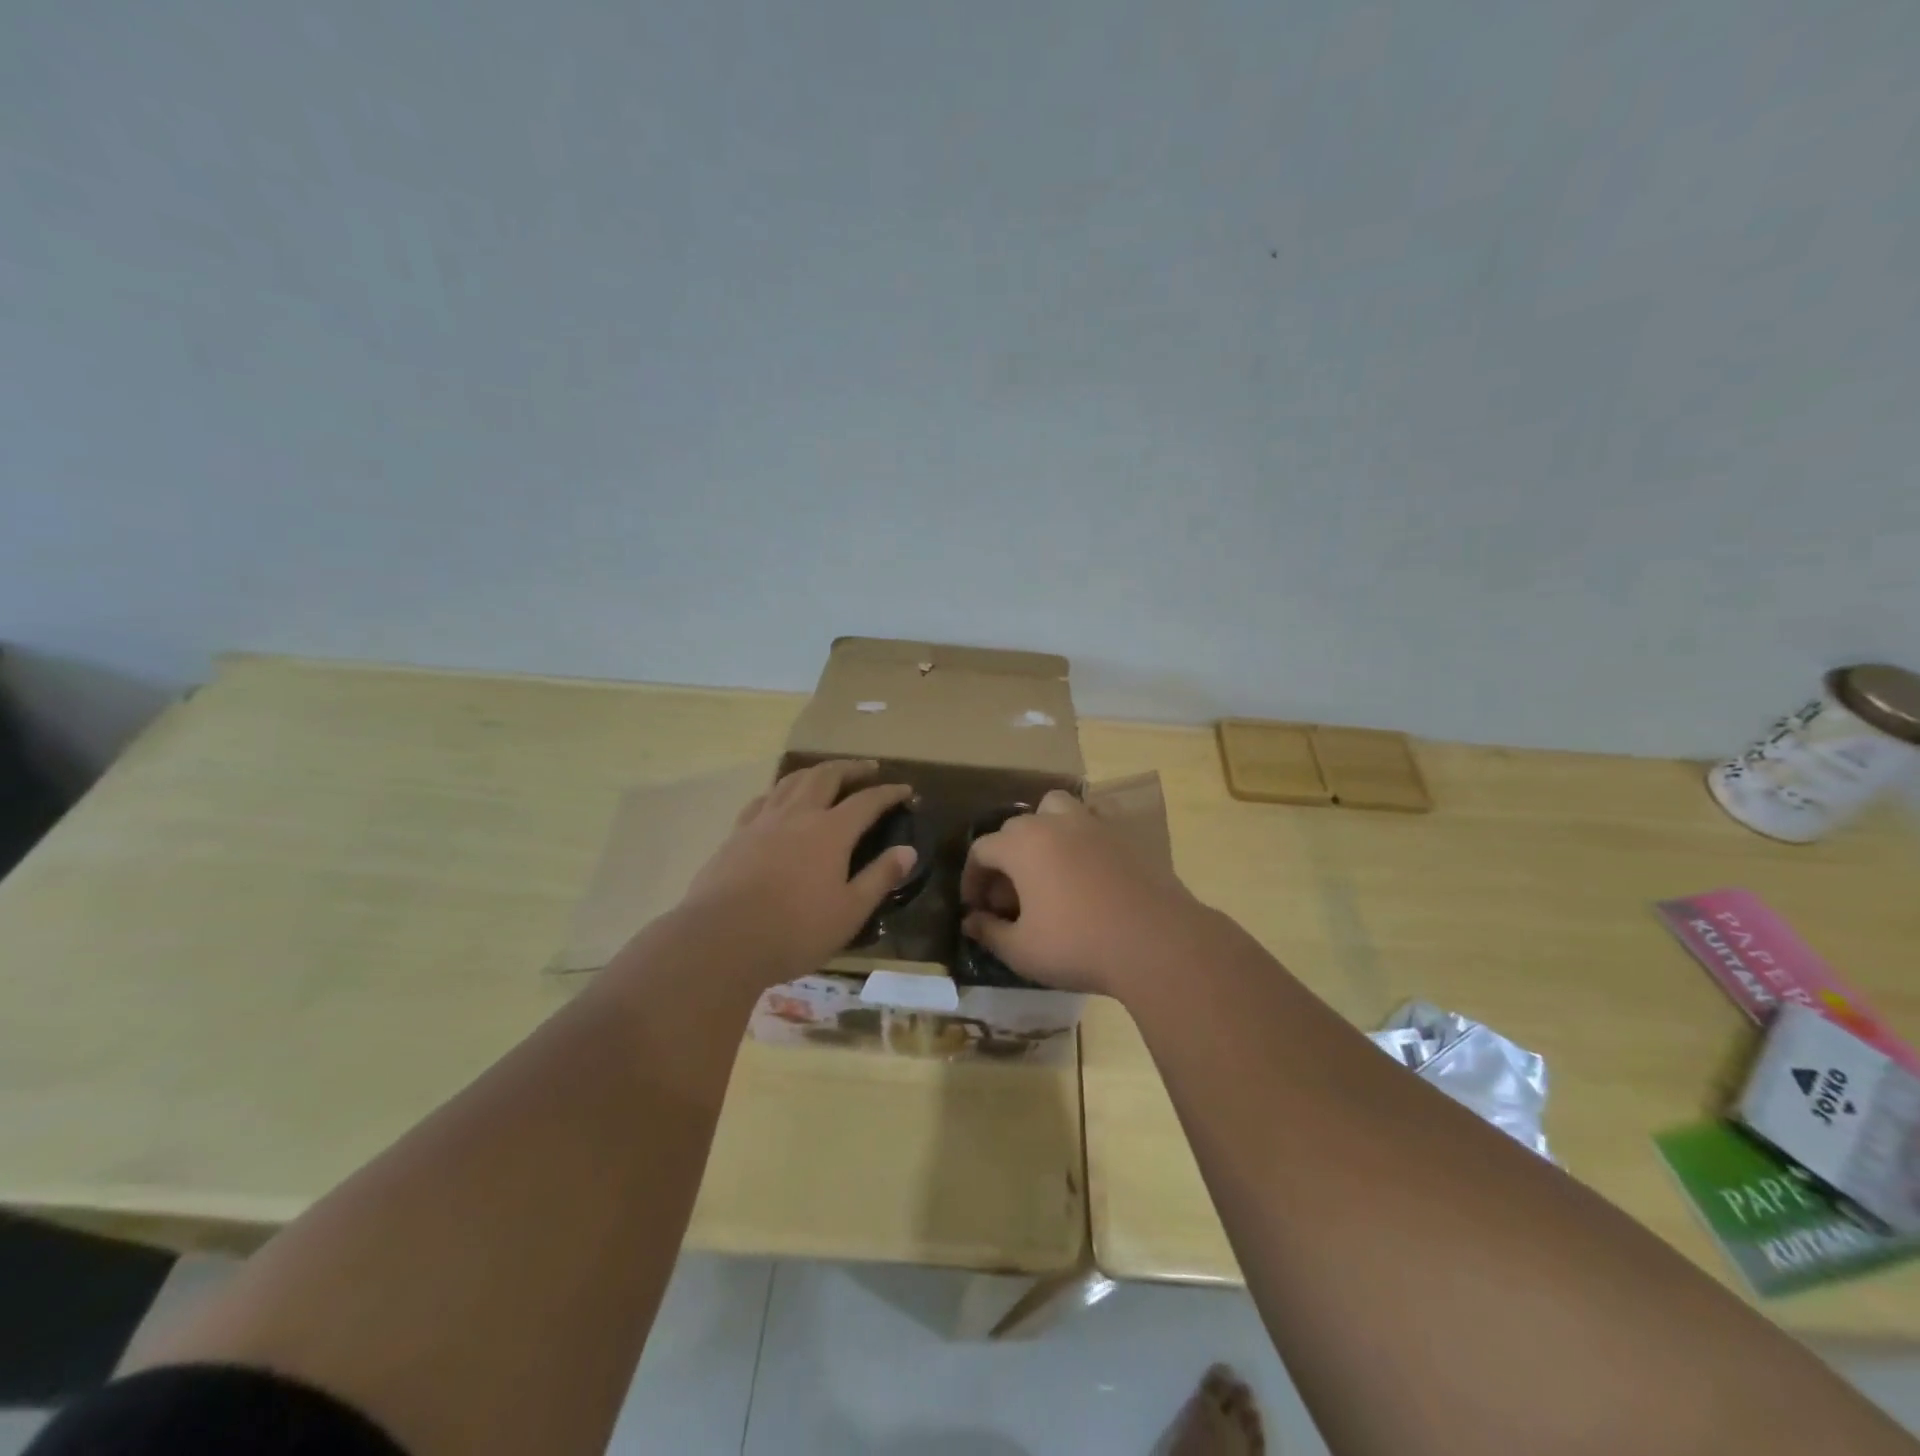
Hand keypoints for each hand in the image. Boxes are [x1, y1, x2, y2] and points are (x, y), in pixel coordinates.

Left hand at [678, 760, 917, 982]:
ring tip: (827, 773)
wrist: (721, 940)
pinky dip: (780, 791)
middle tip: (868, 768)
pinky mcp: (736, 834)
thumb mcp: (850, 912)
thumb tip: (908, 851)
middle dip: (851, 768)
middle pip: (827, 776)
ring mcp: (763, 821)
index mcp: (831, 831)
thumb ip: (880, 877)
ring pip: (792, 780)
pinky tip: (779, 799)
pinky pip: (763, 799)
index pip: (867, 801)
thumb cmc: (795, 930)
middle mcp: (798, 814)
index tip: (905, 789)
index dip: (889, 792)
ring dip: (816, 771)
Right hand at [960, 789, 1210, 996]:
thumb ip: (990, 932)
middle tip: (1010, 899)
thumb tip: (971, 921)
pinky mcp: (1125, 834)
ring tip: (1047, 866)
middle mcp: (1054, 823)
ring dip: (1043, 829)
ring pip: (1056, 808)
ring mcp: (1093, 824)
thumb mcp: (1022, 950)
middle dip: (1005, 859)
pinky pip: (1095, 820)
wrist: (1156, 942)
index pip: (982, 849)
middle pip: (1015, 828)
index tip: (976, 908)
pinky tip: (1087, 866)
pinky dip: (1082, 834)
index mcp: (1022, 845)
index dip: (972, 878)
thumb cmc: (1078, 945)